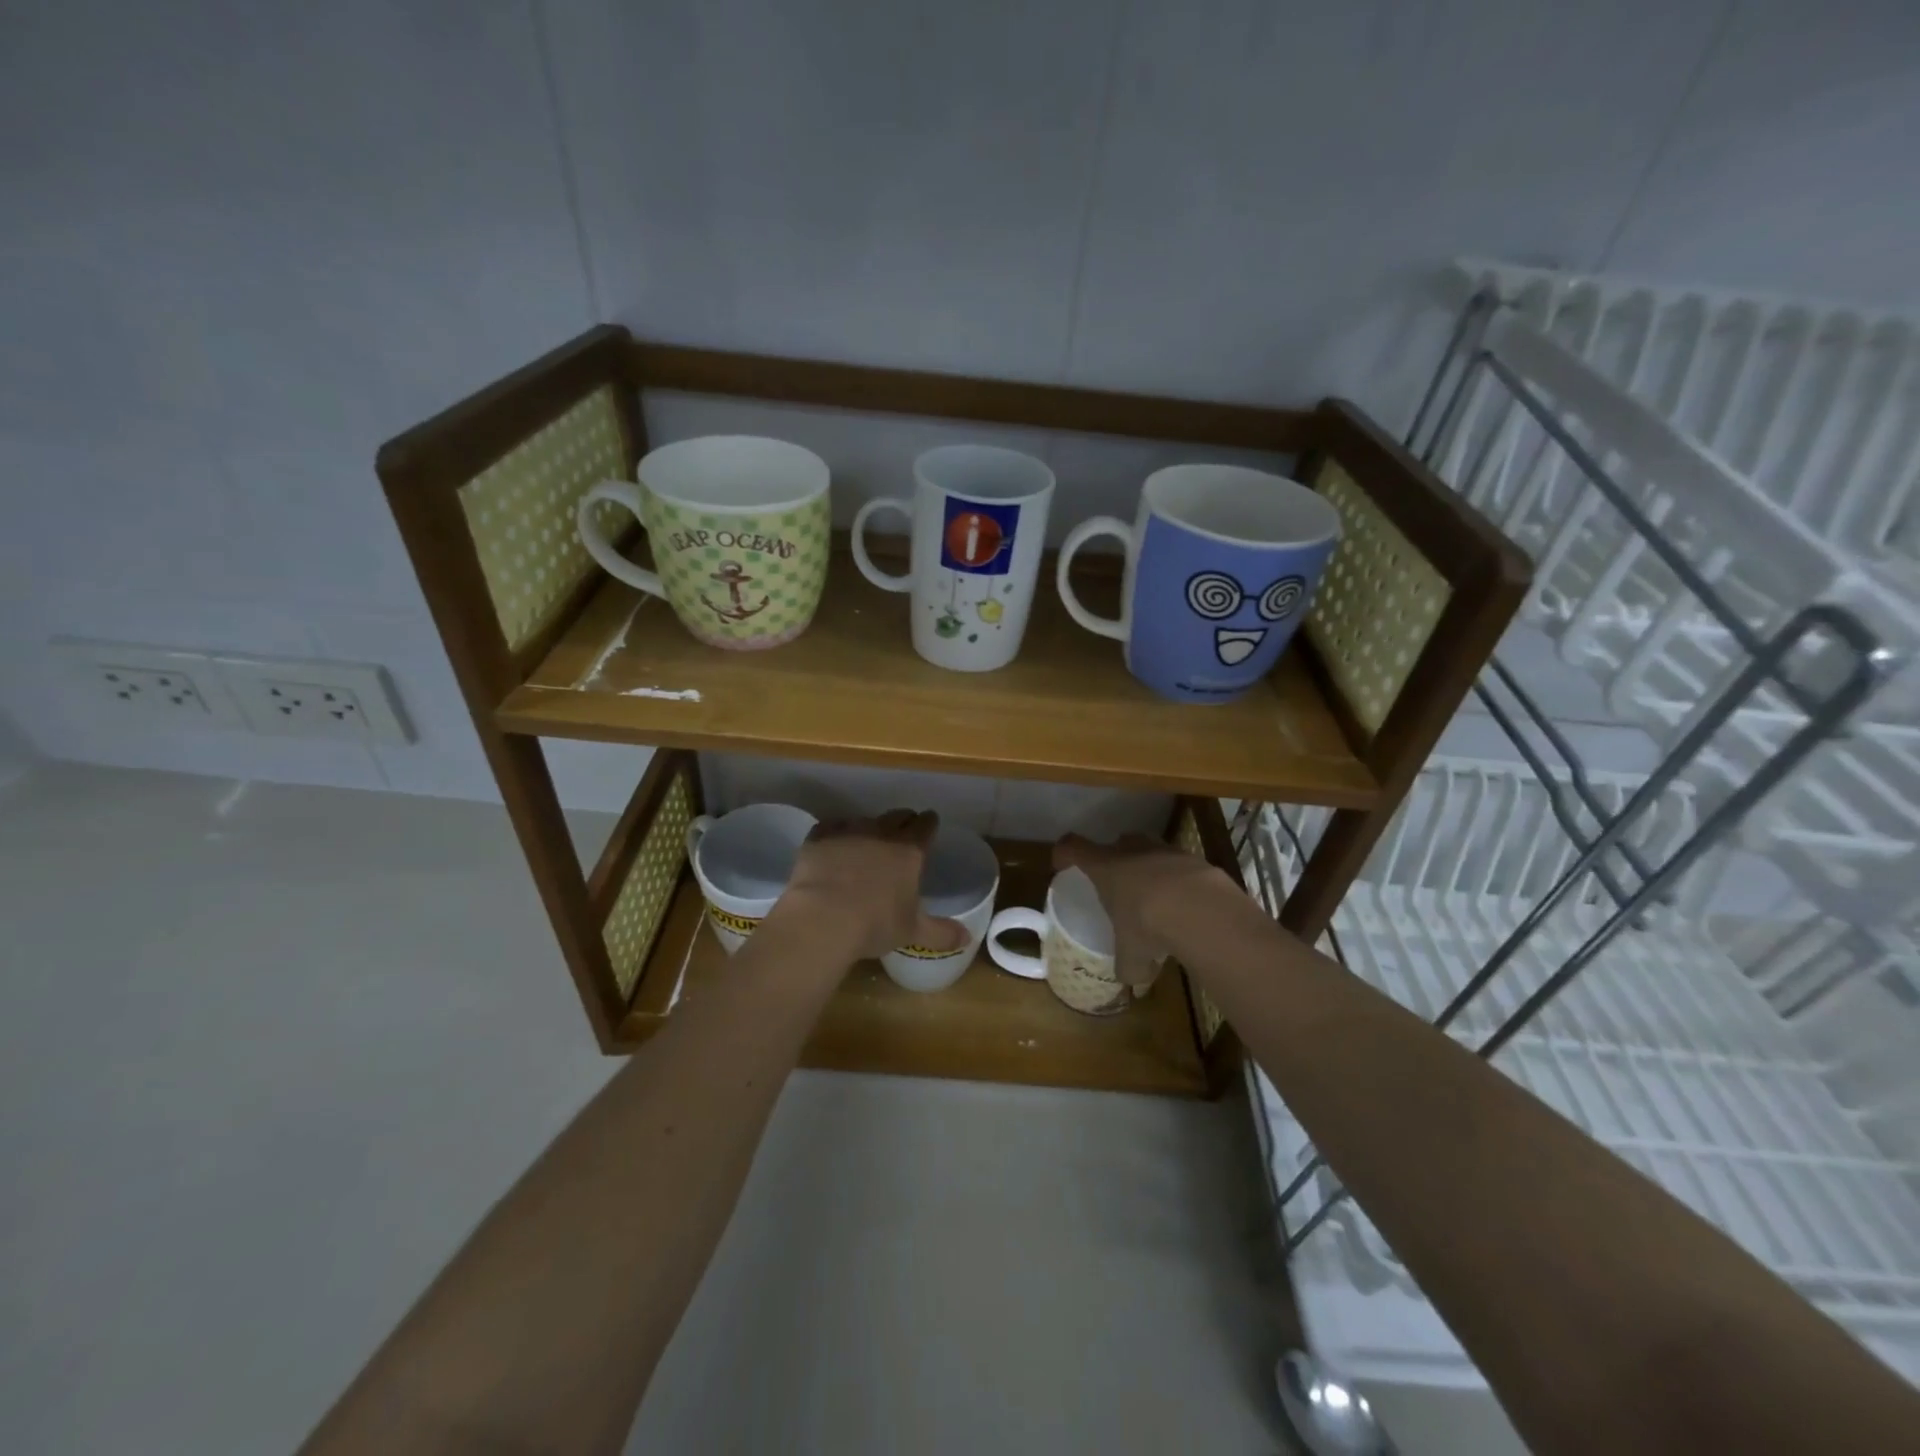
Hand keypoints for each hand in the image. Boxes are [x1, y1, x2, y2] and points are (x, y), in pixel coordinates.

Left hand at [781, 810, 969, 962]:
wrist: (822, 919)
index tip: (930, 823)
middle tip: (903, 831)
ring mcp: (849, 831)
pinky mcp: (819, 837)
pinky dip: (836, 832)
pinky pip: (832, 826)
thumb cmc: (875, 925)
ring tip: (867, 842)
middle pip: (897, 816)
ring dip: (869, 828)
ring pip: (864, 819)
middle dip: (903, 821)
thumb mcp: (912, 931)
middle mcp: (881, 833)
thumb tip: (967, 939)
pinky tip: (834, 844)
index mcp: (909, 851)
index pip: (925, 826)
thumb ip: (941, 932)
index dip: (929, 823)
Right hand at [1053, 832, 1237, 985]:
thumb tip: (1133, 980)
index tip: (1063, 865)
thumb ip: (1128, 966)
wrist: (1203, 910)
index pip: (1072, 847)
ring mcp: (1166, 850)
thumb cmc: (1149, 925)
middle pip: (1116, 843)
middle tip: (1117, 883)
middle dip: (1115, 859)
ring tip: (1156, 897)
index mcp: (1105, 868)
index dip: (1064, 853)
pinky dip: (1180, 881)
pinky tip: (1187, 905)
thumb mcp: (1132, 956)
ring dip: (1149, 868)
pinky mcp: (1195, 859)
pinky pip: (1181, 866)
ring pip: (1150, 850)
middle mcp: (1132, 850)